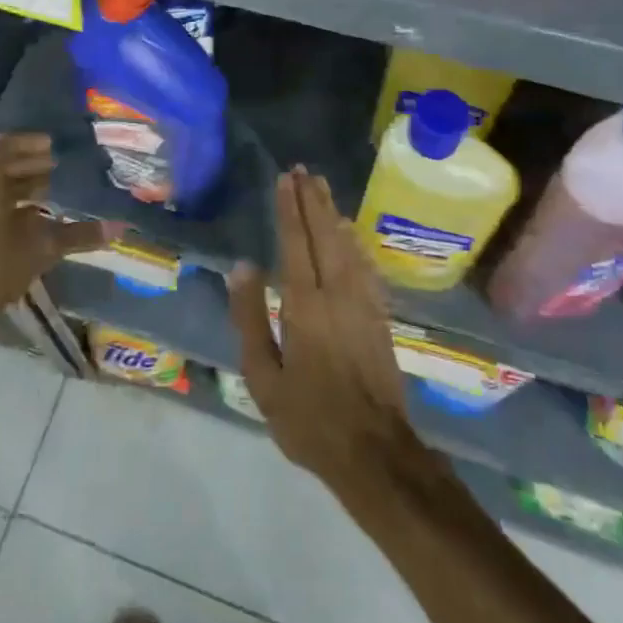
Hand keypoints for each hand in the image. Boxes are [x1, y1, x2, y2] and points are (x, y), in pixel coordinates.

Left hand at [0, 133, 106, 341]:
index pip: (7, 144)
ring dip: (20, 186)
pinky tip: (33, 221)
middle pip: (1, 164)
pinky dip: (10, 205)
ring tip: (51, 193)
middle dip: (30, 164)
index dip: (32, 143)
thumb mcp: (41, 247)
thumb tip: (120, 227)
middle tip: (60, 168)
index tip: (56, 147)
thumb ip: (79, 235)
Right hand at [228, 167, 420, 497]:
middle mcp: (337, 292)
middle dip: (312, 200)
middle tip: (304, 170)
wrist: (374, 451)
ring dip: (333, 213)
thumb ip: (250, 318)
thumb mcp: (263, 377)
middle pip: (324, 234)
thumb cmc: (308, 418)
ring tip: (322, 187)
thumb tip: (242, 267)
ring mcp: (363, 302)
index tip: (285, 178)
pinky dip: (355, 242)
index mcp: (305, 304)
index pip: (296, 243)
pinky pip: (365, 266)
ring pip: (347, 245)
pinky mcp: (379, 316)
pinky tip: (351, 233)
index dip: (289, 208)